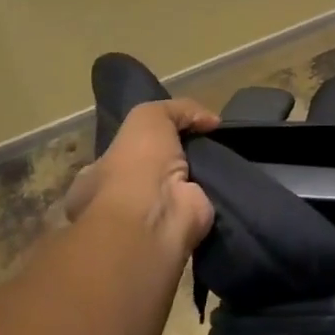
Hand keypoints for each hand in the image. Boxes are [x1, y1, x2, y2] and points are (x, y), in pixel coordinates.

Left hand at [63, 98, 219, 256]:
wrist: (157, 214)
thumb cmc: (136, 164)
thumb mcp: (148, 116)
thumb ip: (177, 109)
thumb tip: (210, 120)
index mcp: (98, 177)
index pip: (124, 153)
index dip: (148, 139)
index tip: (178, 128)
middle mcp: (123, 198)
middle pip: (156, 169)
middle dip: (179, 156)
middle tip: (207, 138)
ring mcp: (154, 214)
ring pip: (182, 184)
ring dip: (202, 172)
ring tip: (227, 151)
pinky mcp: (185, 224)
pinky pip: (206, 200)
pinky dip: (221, 188)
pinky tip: (235, 173)